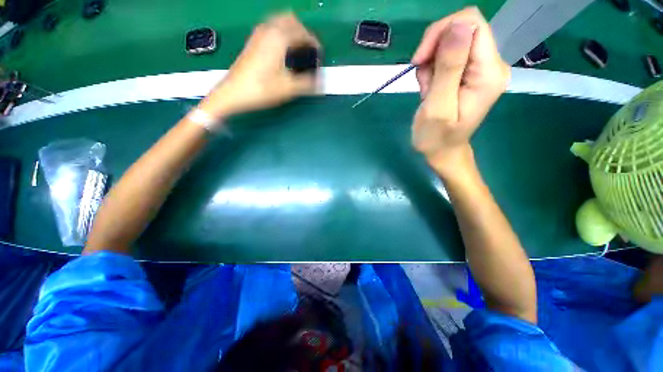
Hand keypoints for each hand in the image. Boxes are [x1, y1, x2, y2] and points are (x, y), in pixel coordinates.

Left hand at [200, 13, 319, 119]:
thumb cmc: (261, 89)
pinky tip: (282, 50)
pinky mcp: (252, 41)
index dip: (314, 43)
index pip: (303, 32)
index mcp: (279, 38)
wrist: (233, 92)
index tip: (319, 55)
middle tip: (309, 48)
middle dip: (303, 31)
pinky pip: (270, 28)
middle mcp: (268, 30)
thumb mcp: (288, 88)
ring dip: (291, 30)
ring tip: (297, 48)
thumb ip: (307, 83)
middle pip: (290, 19)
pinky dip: (280, 33)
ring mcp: (258, 34)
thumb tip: (320, 82)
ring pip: (278, 21)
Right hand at [410, 7, 508, 173]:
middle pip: (461, 29)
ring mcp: (481, 67)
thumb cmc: (436, 137)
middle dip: (433, 51)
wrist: (442, 151)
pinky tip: (430, 89)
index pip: (471, 24)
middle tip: (423, 80)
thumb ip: (449, 67)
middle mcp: (491, 64)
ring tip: (427, 90)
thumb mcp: (438, 106)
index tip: (420, 59)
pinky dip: (432, 69)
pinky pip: (447, 56)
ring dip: (431, 64)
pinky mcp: (470, 72)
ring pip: (450, 43)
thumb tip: (458, 24)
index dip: (441, 33)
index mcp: (488, 72)